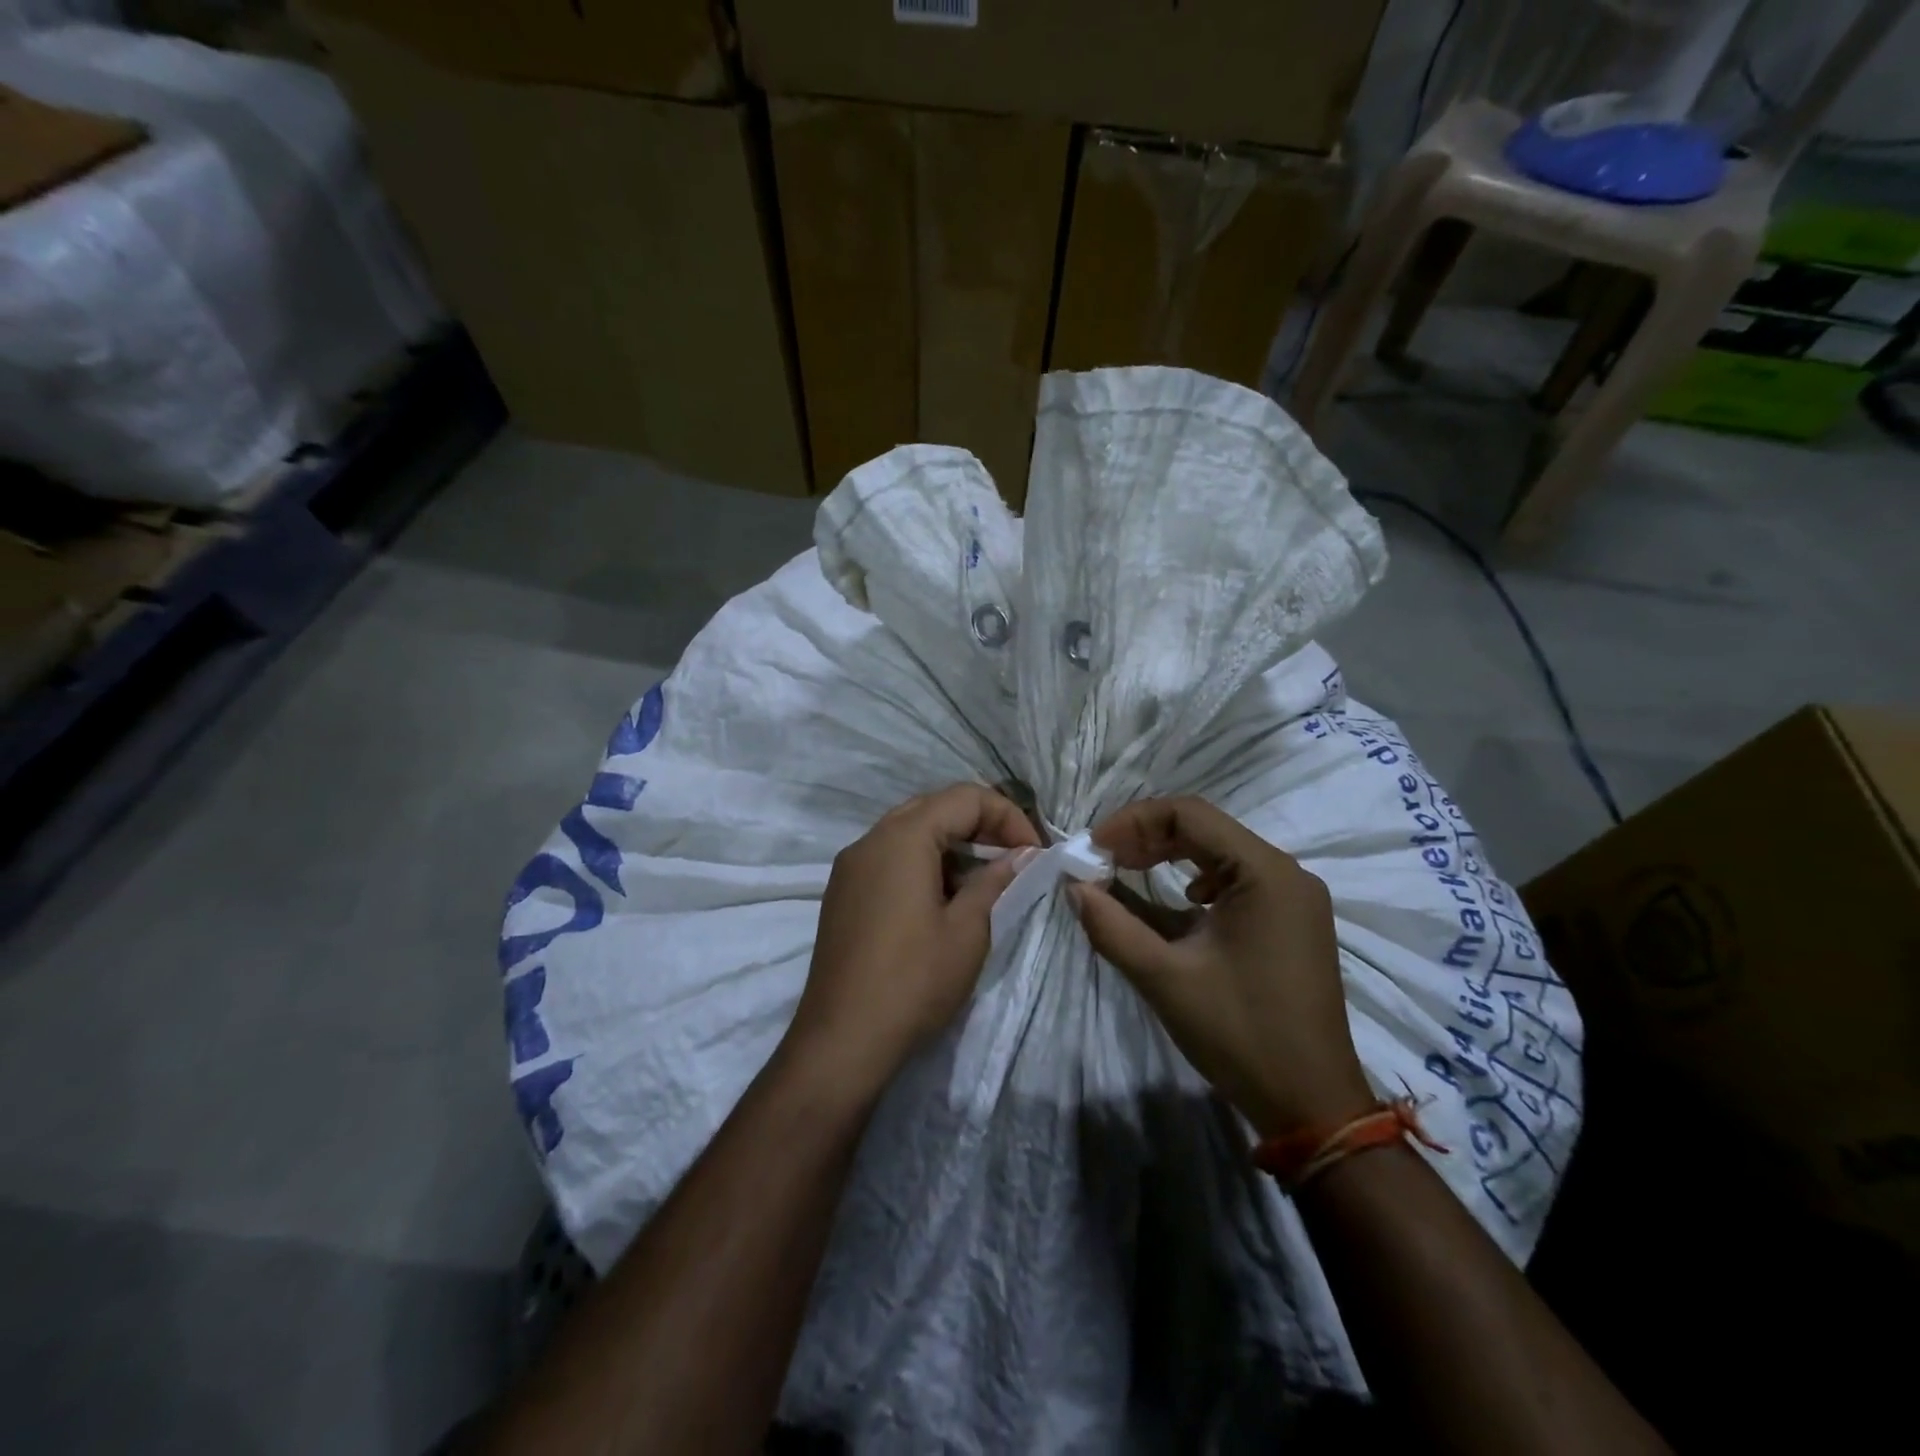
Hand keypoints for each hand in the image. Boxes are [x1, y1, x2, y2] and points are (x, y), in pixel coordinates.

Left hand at [789, 784, 1041, 1095]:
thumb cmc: (913, 981)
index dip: (1007, 816)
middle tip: (1013, 859)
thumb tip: (1023, 854)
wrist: (842, 1040)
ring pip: (909, 832)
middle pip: (934, 808)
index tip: (1033, 854)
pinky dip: (923, 863)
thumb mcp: (967, 930)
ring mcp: (850, 866)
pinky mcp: (842, 892)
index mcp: (902, 838)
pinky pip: (889, 857)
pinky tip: (943, 899)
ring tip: (983, 881)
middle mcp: (870, 839)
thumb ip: (996, 880)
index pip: (964, 797)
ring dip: (951, 845)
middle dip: (980, 825)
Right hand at [1072, 797, 1372, 1138]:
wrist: (1312, 1104)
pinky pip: (1238, 879)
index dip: (1133, 821)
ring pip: (1221, 852)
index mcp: (1265, 873)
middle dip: (1147, 838)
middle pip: (1206, 828)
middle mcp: (1286, 873)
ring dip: (1170, 856)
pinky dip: (1197, 879)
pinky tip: (1180, 904)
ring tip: (1127, 873)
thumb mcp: (1164, 978)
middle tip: (1103, 860)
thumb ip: (1112, 926)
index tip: (1094, 847)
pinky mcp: (1293, 920)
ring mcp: (1295, 897)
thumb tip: (1074, 887)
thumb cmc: (1240, 1034)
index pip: (1189, 814)